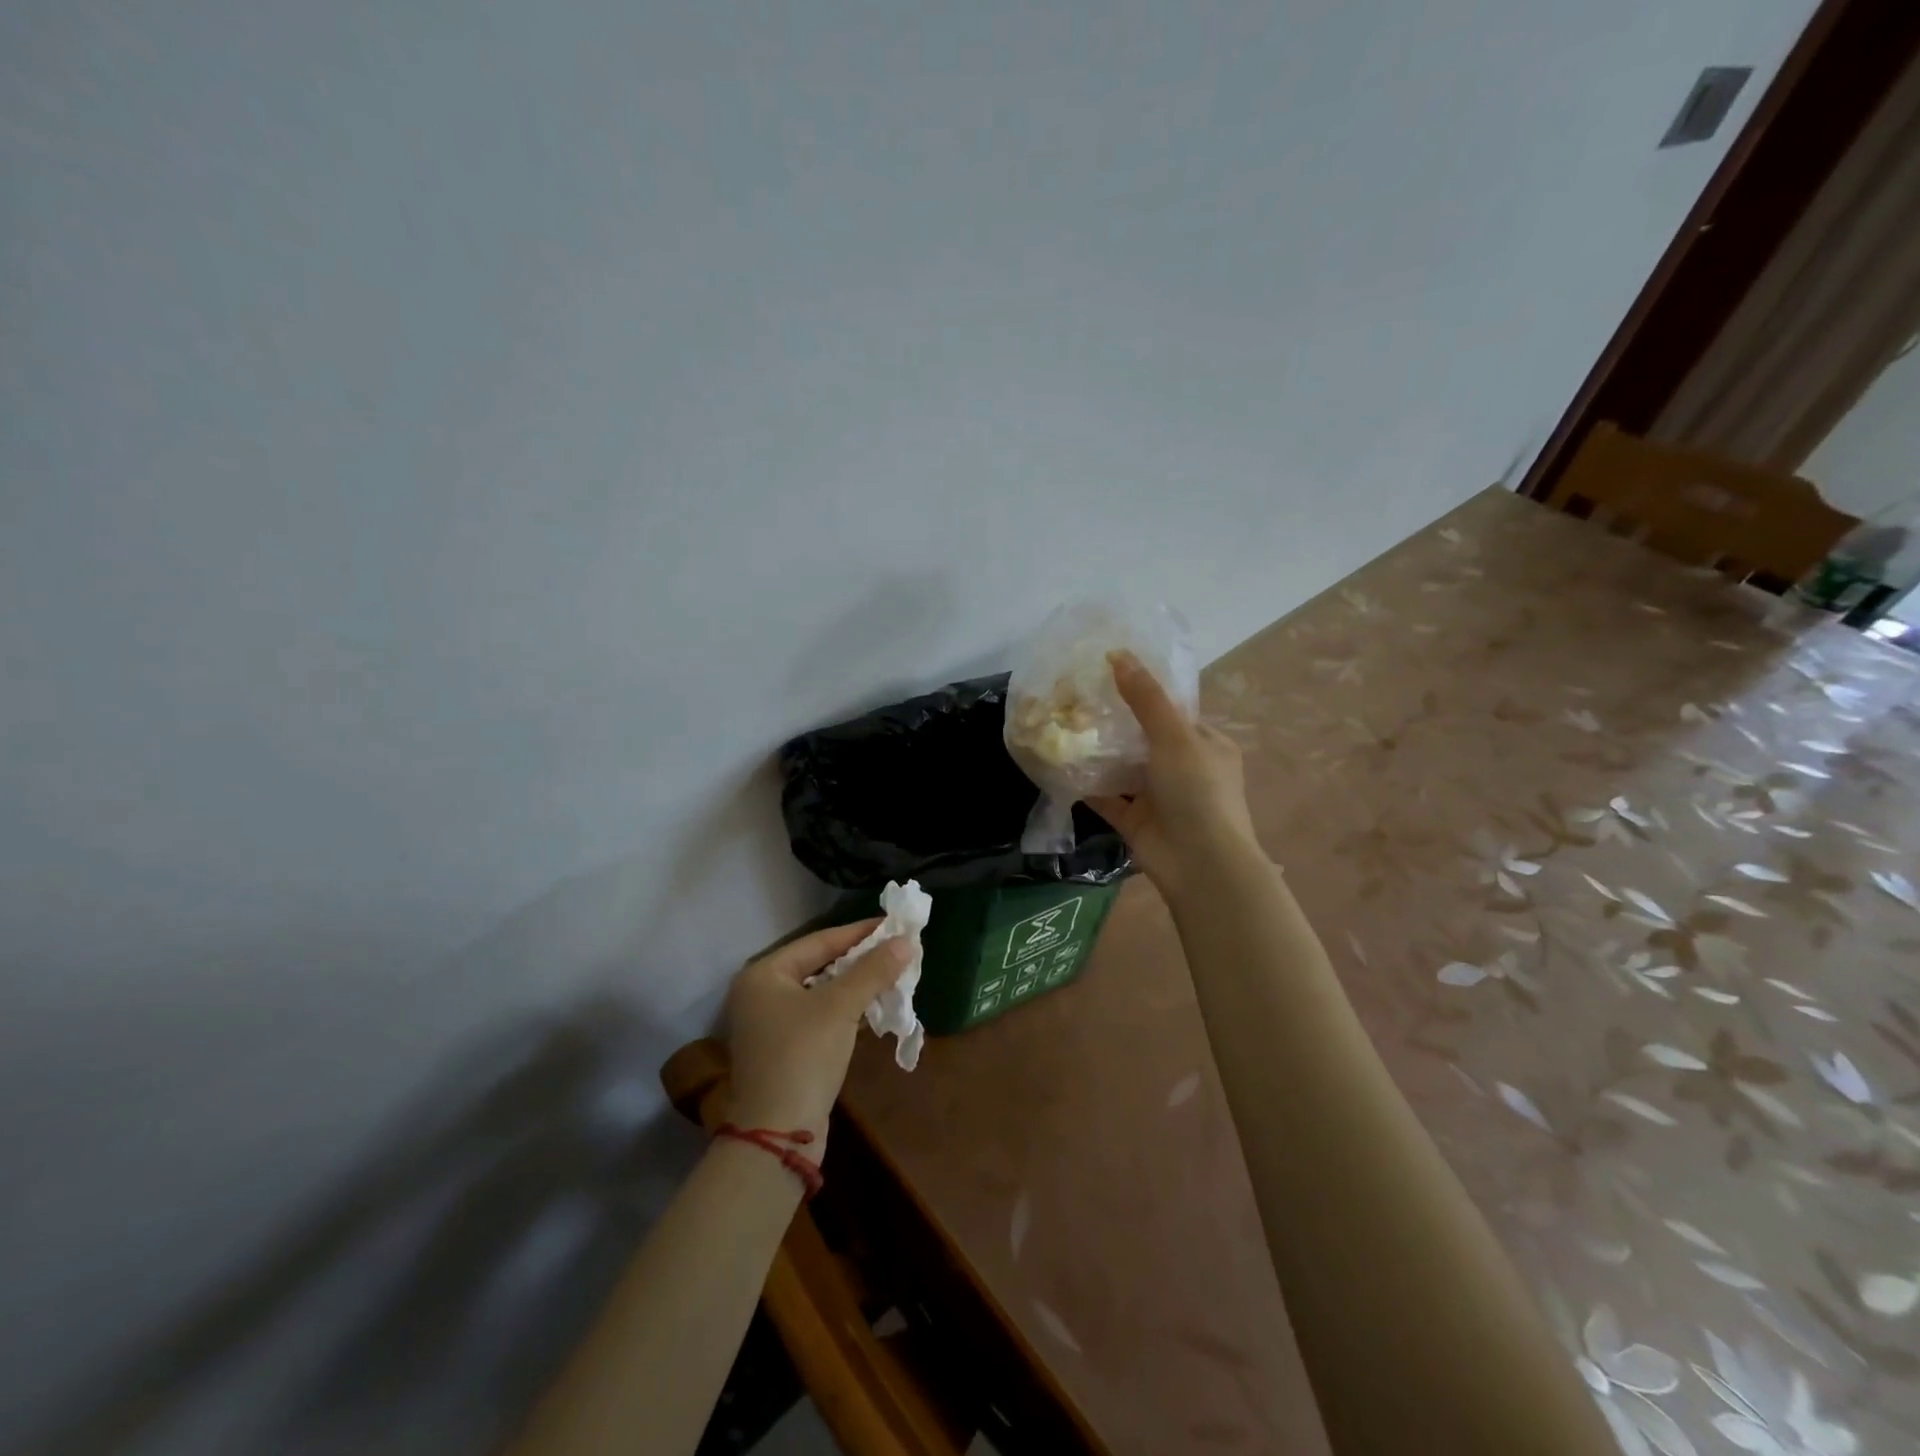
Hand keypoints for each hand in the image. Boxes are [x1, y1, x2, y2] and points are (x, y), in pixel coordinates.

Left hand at [724, 920, 911, 1146]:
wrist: (777, 1135)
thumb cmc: (803, 1056)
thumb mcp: (840, 1007)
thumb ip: (873, 971)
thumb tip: (907, 942)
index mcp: (764, 974)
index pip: (820, 941)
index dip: (859, 933)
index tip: (893, 925)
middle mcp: (762, 993)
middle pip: (820, 965)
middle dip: (861, 959)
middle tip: (897, 949)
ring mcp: (771, 1024)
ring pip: (822, 992)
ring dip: (857, 985)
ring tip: (894, 974)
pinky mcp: (785, 1049)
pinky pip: (821, 1015)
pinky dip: (847, 1009)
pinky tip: (875, 1005)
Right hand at [1087, 650, 1258, 900]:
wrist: (1201, 865)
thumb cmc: (1198, 792)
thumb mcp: (1174, 737)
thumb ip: (1145, 698)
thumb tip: (1117, 653)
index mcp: (1206, 745)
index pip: (1173, 712)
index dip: (1143, 694)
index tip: (1106, 676)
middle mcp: (1184, 769)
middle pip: (1144, 740)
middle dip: (1114, 724)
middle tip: (1075, 700)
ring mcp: (1159, 797)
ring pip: (1123, 769)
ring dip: (1098, 754)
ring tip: (1062, 726)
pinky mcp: (1136, 821)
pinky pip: (1107, 797)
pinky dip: (1086, 784)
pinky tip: (1058, 765)